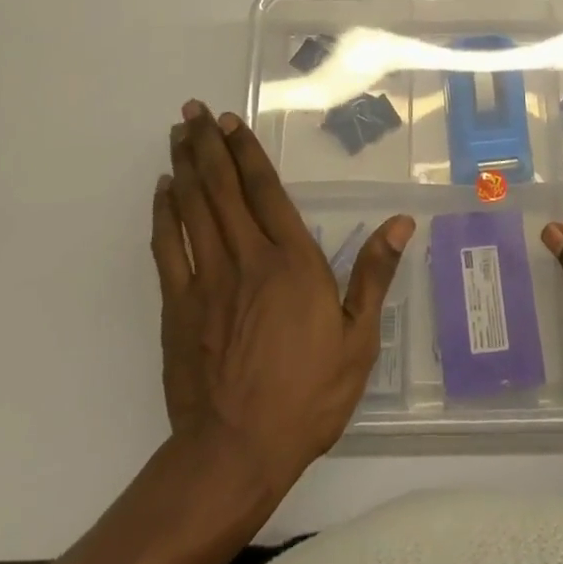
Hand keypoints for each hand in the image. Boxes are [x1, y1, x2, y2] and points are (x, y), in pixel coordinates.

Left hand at [152, 101, 412, 496]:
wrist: (235, 453)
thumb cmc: (307, 395)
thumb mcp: (358, 340)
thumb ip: (374, 274)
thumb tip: (400, 222)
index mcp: (292, 262)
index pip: (266, 191)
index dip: (247, 153)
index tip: (231, 122)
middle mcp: (247, 259)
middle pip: (223, 189)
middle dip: (208, 145)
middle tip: (192, 110)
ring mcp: (206, 280)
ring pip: (192, 208)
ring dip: (184, 167)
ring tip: (178, 133)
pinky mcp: (177, 306)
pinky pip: (167, 248)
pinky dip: (163, 214)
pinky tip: (162, 191)